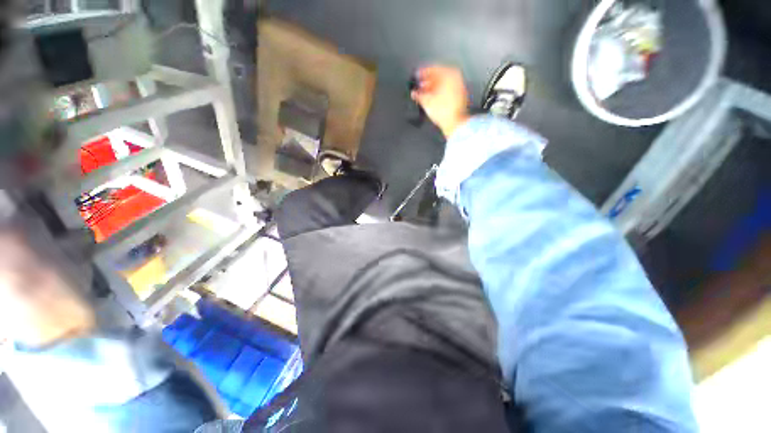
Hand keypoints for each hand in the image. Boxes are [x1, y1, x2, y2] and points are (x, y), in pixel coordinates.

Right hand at [411, 66, 471, 137]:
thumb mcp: (426, 101)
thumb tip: (415, 93)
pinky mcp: (459, 97)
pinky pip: (446, 92)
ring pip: (442, 85)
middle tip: (419, 86)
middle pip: (438, 77)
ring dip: (432, 89)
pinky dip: (438, 94)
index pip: (432, 69)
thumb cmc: (444, 111)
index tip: (416, 76)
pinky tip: (431, 100)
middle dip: (427, 82)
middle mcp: (456, 78)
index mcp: (449, 73)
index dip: (422, 73)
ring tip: (423, 94)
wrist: (455, 123)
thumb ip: (418, 94)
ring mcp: (459, 88)